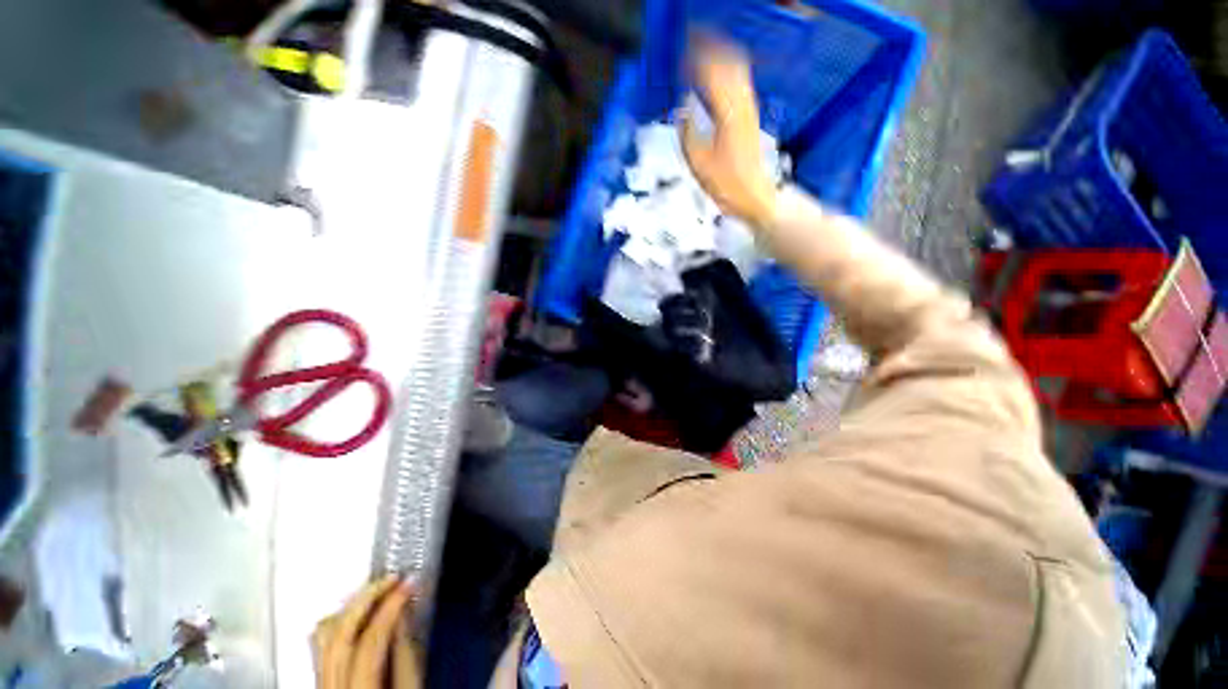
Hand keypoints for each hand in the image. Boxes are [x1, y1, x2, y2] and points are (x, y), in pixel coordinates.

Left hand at [313, 576, 420, 688]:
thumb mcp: (410, 688)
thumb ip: (405, 654)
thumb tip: (403, 614)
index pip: (369, 641)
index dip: (390, 607)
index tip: (409, 583)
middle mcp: (331, 687)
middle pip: (338, 633)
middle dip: (367, 598)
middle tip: (392, 578)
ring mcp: (320, 683)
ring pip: (323, 635)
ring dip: (352, 606)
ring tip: (377, 590)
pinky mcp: (320, 679)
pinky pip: (321, 643)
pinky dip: (340, 621)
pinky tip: (358, 613)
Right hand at [681, 42, 777, 227]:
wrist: (753, 195)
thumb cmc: (726, 185)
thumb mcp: (698, 164)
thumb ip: (687, 132)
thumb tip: (681, 109)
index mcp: (727, 113)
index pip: (710, 73)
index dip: (694, 61)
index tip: (679, 57)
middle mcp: (742, 104)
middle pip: (728, 62)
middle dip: (709, 48)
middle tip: (690, 44)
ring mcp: (749, 108)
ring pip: (737, 69)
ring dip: (720, 57)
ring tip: (701, 54)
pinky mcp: (751, 116)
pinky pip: (740, 82)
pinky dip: (727, 72)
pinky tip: (717, 76)